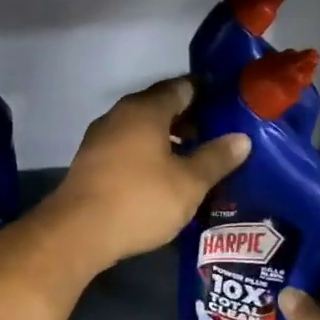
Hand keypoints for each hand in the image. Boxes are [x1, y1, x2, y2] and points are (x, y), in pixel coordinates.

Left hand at [41, 78, 249, 272]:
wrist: (77, 232)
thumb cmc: (139, 200)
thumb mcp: (189, 183)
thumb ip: (216, 158)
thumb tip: (241, 138)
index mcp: (145, 110)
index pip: (181, 87)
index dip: (207, 94)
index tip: (230, 106)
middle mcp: (119, 115)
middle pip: (159, 107)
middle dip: (188, 118)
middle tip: (217, 135)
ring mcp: (100, 139)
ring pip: (141, 129)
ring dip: (166, 139)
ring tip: (194, 159)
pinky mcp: (90, 163)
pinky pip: (126, 149)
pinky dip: (147, 155)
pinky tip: (162, 176)